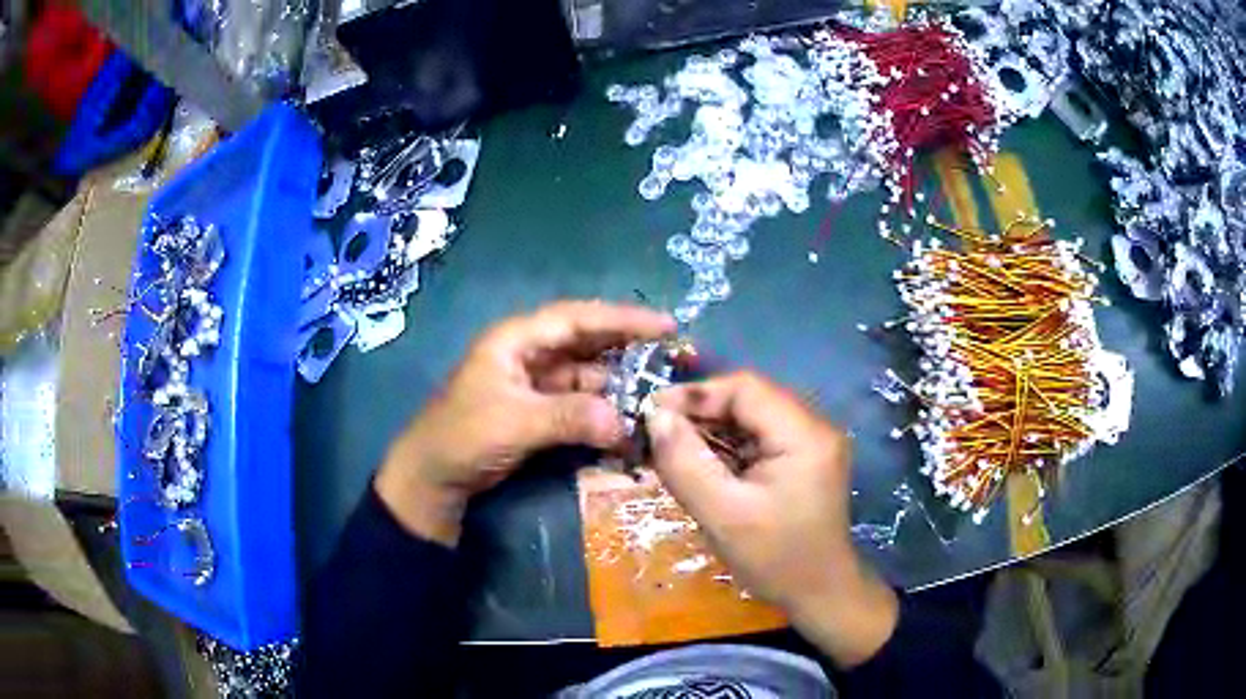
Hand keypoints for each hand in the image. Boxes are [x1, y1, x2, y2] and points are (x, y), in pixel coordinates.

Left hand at [376, 301, 674, 545]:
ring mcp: (536, 383)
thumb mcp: (514, 423)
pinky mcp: (540, 411)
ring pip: (588, 376)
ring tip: (659, 396)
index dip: (623, 319)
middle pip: (588, 343)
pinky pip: (581, 404)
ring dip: (620, 386)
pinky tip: (630, 422)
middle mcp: (530, 354)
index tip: (665, 326)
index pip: (577, 319)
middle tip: (675, 356)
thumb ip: (570, 417)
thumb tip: (625, 422)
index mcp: (517, 340)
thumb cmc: (462, 437)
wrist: (433, 478)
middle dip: (629, 349)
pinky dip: (604, 411)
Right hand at [646, 371, 898, 667]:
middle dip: (701, 412)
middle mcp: (814, 426)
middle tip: (658, 432)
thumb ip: (685, 463)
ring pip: (752, 416)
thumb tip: (655, 416)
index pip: (746, 388)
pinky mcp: (805, 456)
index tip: (653, 413)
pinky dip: (728, 444)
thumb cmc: (775, 559)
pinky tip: (703, 462)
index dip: (696, 394)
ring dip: (712, 427)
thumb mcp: (722, 515)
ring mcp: (812, 441)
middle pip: (750, 398)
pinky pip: (760, 436)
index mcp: (804, 434)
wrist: (820, 592)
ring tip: (674, 446)